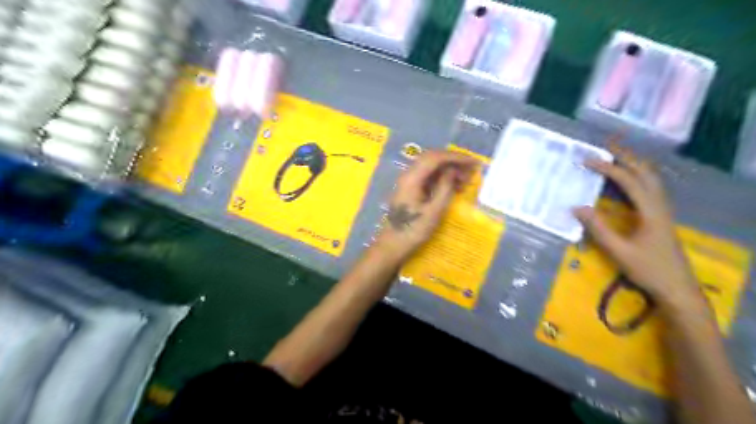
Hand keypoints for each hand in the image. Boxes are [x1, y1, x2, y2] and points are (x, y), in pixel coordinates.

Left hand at [374, 150, 473, 261]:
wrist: (393, 244)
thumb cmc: (413, 230)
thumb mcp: (434, 211)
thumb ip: (445, 188)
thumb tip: (453, 170)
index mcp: (412, 178)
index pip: (435, 158)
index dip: (456, 157)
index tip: (473, 163)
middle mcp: (408, 175)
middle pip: (432, 158)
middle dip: (453, 161)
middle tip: (471, 171)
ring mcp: (408, 181)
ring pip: (431, 167)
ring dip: (448, 169)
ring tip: (465, 181)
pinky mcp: (410, 189)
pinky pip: (428, 176)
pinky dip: (442, 178)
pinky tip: (454, 186)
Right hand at [573, 147, 701, 306]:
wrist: (677, 288)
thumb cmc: (648, 270)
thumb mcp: (619, 251)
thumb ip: (598, 229)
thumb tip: (577, 207)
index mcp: (651, 211)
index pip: (629, 181)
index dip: (608, 168)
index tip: (587, 161)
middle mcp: (660, 205)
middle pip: (646, 173)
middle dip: (626, 157)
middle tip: (606, 146)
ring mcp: (662, 210)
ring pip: (650, 179)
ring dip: (633, 164)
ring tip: (614, 156)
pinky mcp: (660, 217)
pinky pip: (649, 188)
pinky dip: (636, 177)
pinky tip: (625, 180)